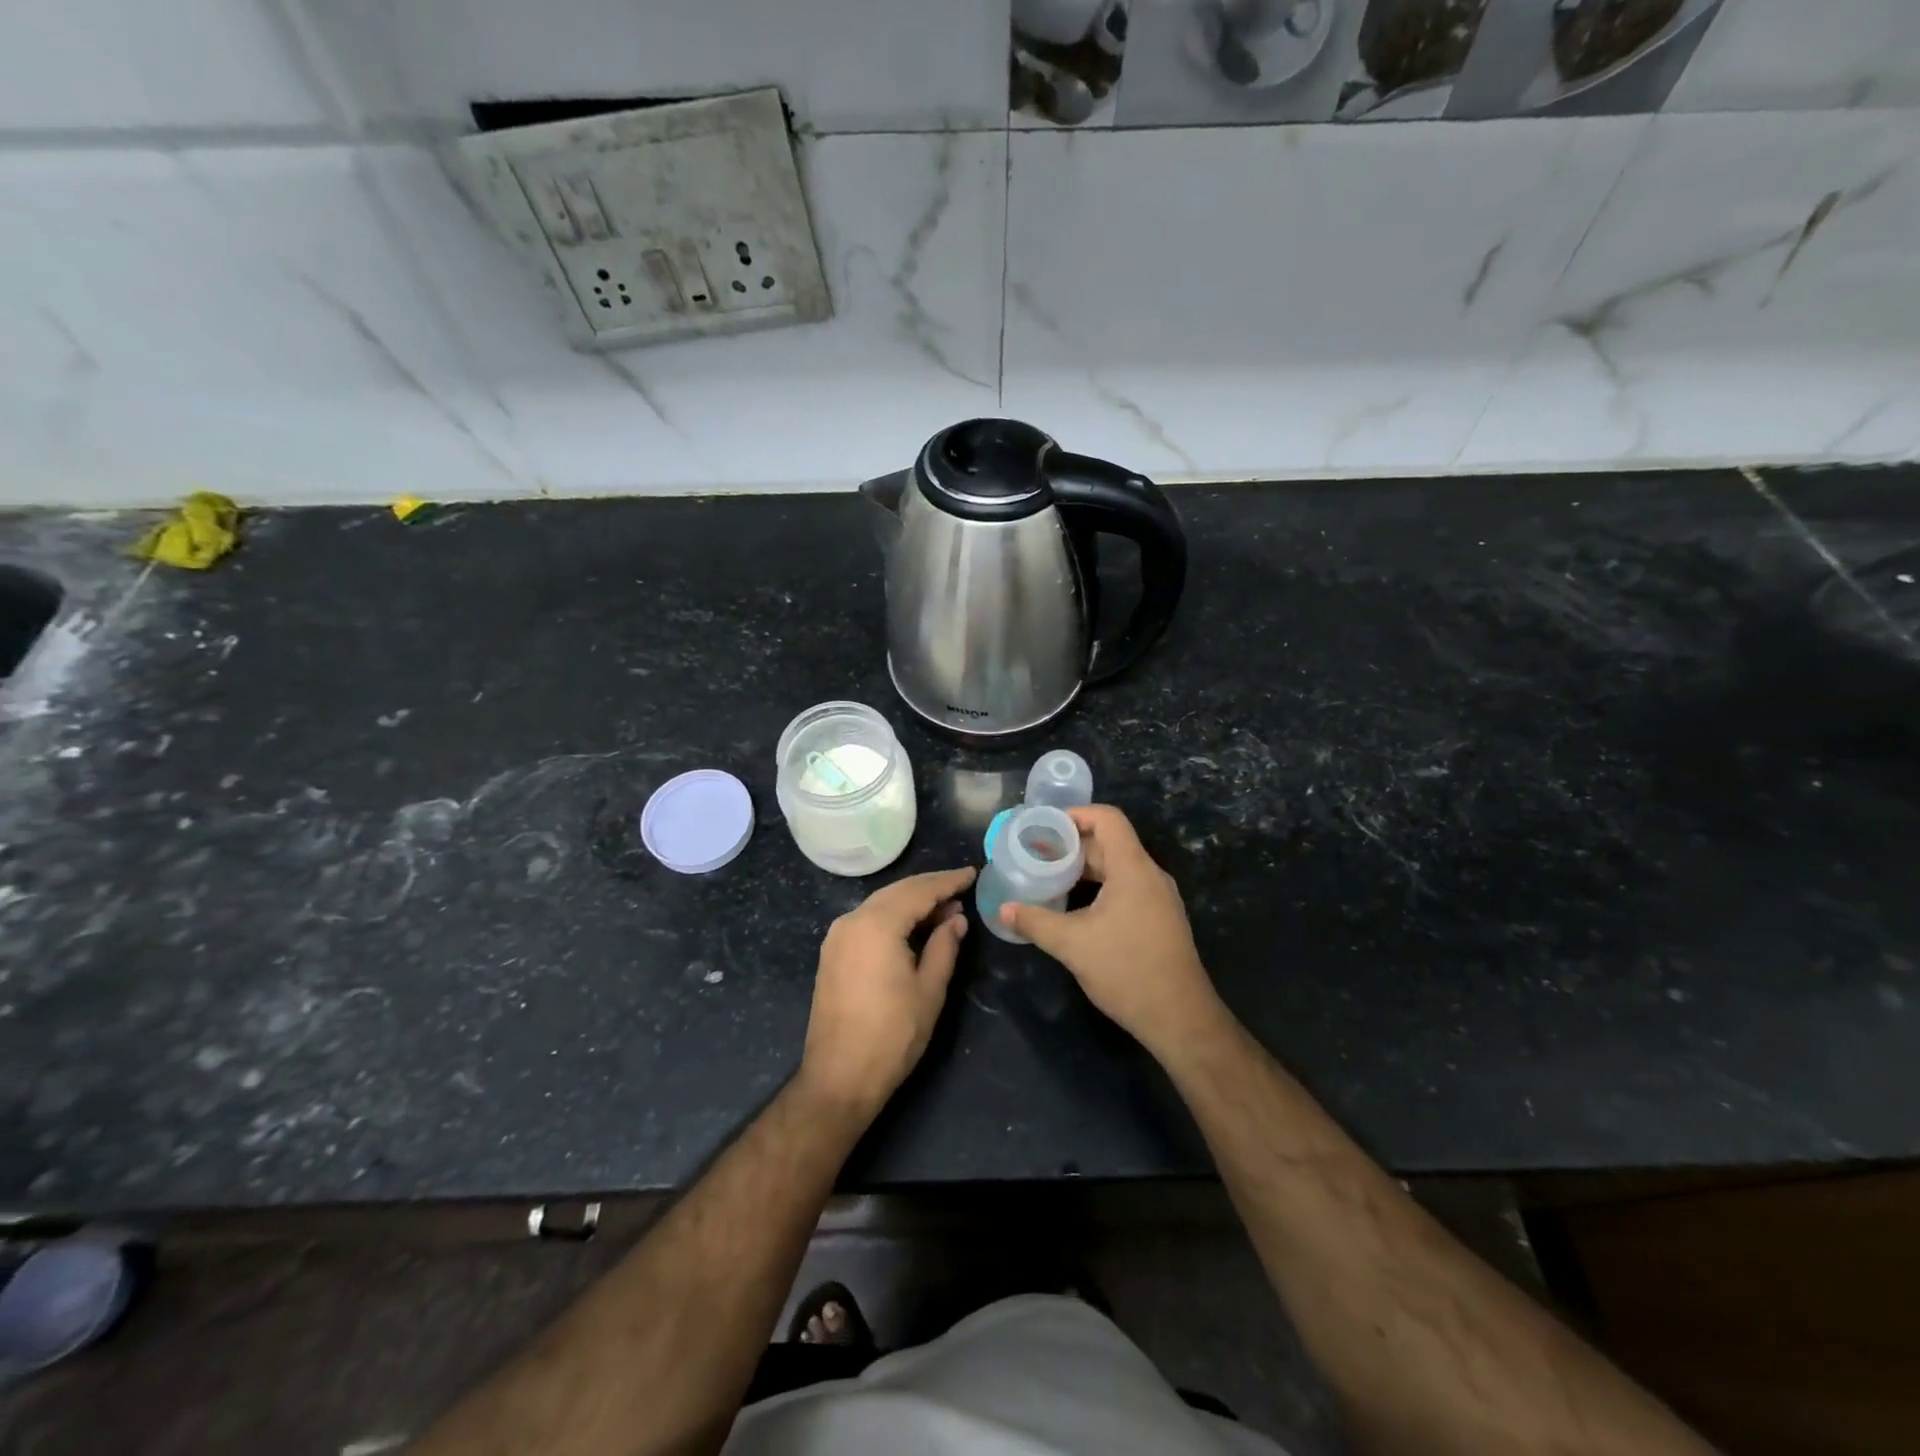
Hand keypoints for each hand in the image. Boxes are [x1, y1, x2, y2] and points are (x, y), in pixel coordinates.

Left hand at [799, 867, 974, 1117]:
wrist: (839, 1077)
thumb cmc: (892, 1034)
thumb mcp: (929, 989)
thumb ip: (944, 946)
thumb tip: (955, 919)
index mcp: (876, 924)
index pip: (919, 891)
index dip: (947, 881)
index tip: (972, 873)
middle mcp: (851, 920)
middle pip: (897, 892)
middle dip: (930, 888)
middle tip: (961, 888)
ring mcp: (837, 937)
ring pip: (881, 905)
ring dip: (911, 903)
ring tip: (945, 910)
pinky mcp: (833, 954)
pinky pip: (868, 921)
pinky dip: (893, 918)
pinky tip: (914, 928)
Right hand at [999, 806, 1226, 1059]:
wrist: (1180, 1017)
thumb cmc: (1126, 970)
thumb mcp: (1072, 944)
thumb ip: (1036, 921)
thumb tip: (1004, 910)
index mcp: (1133, 869)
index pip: (1108, 819)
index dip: (1075, 815)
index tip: (1043, 827)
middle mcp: (1150, 875)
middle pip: (1109, 843)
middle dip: (1071, 845)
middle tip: (1035, 855)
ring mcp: (1158, 898)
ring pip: (1117, 868)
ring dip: (1083, 869)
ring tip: (1048, 878)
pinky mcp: (1159, 919)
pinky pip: (1126, 888)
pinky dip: (1098, 887)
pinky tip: (1074, 907)